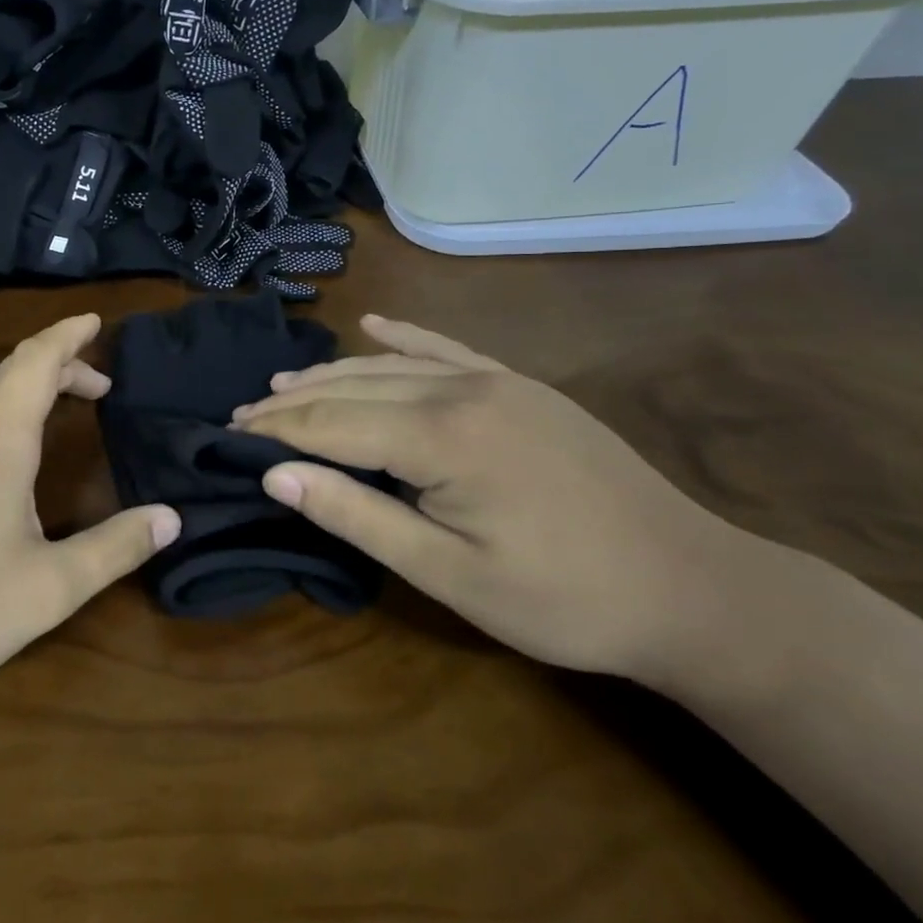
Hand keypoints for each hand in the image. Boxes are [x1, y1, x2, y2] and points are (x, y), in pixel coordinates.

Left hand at [0, 314, 180, 712]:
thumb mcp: (49, 588)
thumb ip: (115, 548)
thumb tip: (172, 517)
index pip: (37, 360)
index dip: (70, 335)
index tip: (96, 321)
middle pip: (7, 371)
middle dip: (55, 366)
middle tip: (93, 389)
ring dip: (11, 386)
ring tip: (40, 408)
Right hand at [231, 315, 774, 683]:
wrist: (691, 588)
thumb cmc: (562, 598)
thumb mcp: (449, 574)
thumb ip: (357, 516)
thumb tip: (276, 475)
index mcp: (442, 436)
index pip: (332, 421)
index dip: (277, 428)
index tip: (230, 432)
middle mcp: (462, 390)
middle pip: (353, 386)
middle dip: (293, 400)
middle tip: (243, 413)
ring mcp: (497, 381)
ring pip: (392, 365)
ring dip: (333, 373)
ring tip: (283, 384)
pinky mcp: (522, 386)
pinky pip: (448, 349)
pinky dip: (404, 337)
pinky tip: (374, 324)